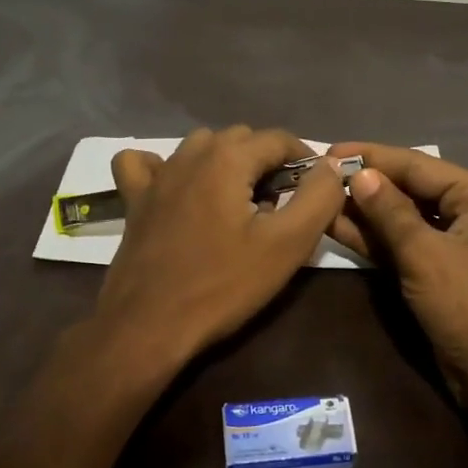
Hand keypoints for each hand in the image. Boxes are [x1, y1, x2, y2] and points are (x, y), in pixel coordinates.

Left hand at [92, 127, 346, 369]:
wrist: (148, 327)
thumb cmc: (223, 285)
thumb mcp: (287, 244)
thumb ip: (319, 197)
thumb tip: (332, 166)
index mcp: (228, 158)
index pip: (279, 139)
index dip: (306, 161)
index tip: (316, 192)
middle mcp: (190, 154)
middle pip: (242, 139)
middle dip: (268, 162)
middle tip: (282, 205)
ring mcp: (156, 176)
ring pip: (201, 146)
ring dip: (227, 163)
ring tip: (241, 202)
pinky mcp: (135, 200)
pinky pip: (146, 164)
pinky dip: (165, 167)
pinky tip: (178, 189)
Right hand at [326, 143, 467, 402]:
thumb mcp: (425, 255)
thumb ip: (390, 212)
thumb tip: (359, 174)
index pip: (418, 165)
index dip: (372, 157)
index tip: (329, 150)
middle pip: (410, 189)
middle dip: (366, 183)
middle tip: (318, 174)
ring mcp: (454, 243)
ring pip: (403, 218)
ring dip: (365, 211)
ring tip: (319, 196)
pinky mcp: (438, 271)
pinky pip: (402, 244)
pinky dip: (374, 238)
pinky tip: (336, 225)